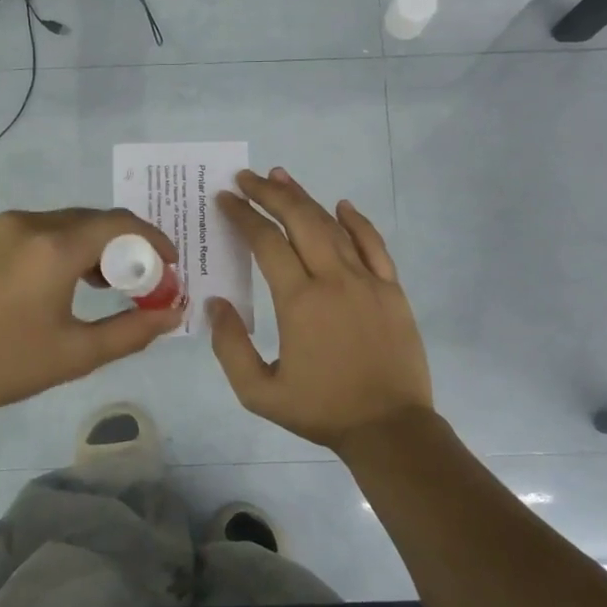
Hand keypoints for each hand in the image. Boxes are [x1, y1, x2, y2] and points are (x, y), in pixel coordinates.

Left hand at [0, 208, 183, 431]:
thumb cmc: (2, 365)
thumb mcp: (75, 354)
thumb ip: (132, 330)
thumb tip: (174, 314)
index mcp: (54, 246)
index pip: (121, 224)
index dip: (154, 241)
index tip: (172, 268)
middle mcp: (31, 223)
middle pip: (96, 220)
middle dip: (129, 246)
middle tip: (146, 283)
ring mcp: (5, 228)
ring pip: (70, 224)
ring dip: (99, 247)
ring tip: (114, 287)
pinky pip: (45, 231)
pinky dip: (70, 248)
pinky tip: (75, 282)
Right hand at [209, 168, 432, 451]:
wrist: (389, 428)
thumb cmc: (321, 410)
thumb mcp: (259, 392)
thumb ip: (230, 346)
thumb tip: (215, 303)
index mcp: (300, 301)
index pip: (266, 242)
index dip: (243, 216)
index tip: (226, 199)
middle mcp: (334, 279)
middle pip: (299, 221)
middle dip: (270, 193)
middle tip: (247, 178)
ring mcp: (368, 281)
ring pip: (333, 226)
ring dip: (305, 199)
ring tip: (282, 178)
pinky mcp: (392, 290)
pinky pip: (373, 244)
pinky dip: (356, 221)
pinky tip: (342, 206)